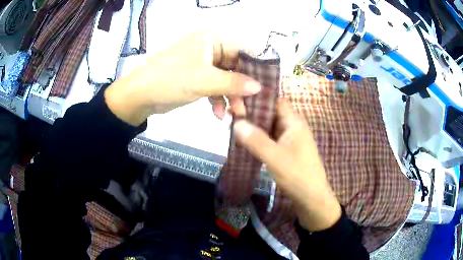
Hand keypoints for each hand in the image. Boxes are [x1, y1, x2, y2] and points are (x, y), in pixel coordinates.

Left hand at [104, 31, 260, 125]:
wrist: (140, 95)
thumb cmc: (172, 80)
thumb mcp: (205, 81)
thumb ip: (235, 83)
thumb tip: (259, 87)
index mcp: (211, 39)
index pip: (242, 50)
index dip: (256, 68)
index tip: (266, 86)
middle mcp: (208, 48)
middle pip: (235, 67)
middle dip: (242, 88)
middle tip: (251, 107)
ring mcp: (201, 64)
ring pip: (225, 79)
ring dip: (230, 97)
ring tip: (235, 115)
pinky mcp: (195, 78)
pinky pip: (213, 87)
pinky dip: (217, 100)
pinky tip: (218, 114)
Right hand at [233, 100, 341, 231]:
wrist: (312, 199)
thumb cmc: (297, 176)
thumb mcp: (275, 157)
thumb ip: (256, 140)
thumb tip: (236, 122)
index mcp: (294, 122)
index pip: (275, 101)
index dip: (258, 98)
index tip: (238, 100)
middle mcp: (292, 127)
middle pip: (271, 113)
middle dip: (253, 113)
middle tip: (231, 115)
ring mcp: (290, 139)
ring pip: (270, 126)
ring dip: (254, 127)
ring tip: (234, 126)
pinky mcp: (287, 150)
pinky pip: (270, 138)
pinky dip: (259, 138)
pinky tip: (245, 141)